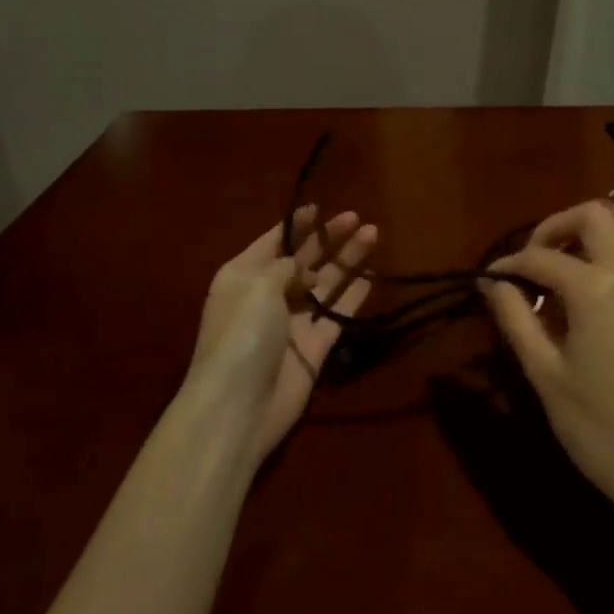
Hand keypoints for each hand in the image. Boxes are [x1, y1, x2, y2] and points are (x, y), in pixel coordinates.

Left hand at [177, 206, 377, 467]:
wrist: (239, 407)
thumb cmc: (242, 334)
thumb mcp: (258, 285)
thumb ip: (287, 265)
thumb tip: (307, 268)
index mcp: (244, 276)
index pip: (273, 242)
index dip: (297, 225)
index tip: (319, 206)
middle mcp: (268, 295)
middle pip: (304, 260)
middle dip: (329, 238)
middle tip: (356, 217)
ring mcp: (293, 322)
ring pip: (325, 284)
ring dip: (348, 260)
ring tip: (373, 233)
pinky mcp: (315, 346)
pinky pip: (338, 314)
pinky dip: (354, 296)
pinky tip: (374, 276)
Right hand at [481, 201, 613, 530]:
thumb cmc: (599, 427)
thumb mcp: (545, 374)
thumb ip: (516, 319)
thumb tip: (493, 284)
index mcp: (594, 286)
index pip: (541, 256)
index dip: (510, 264)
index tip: (490, 279)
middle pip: (593, 214)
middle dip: (555, 226)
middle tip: (533, 260)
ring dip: (600, 229)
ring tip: (574, 262)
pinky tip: (607, 285)